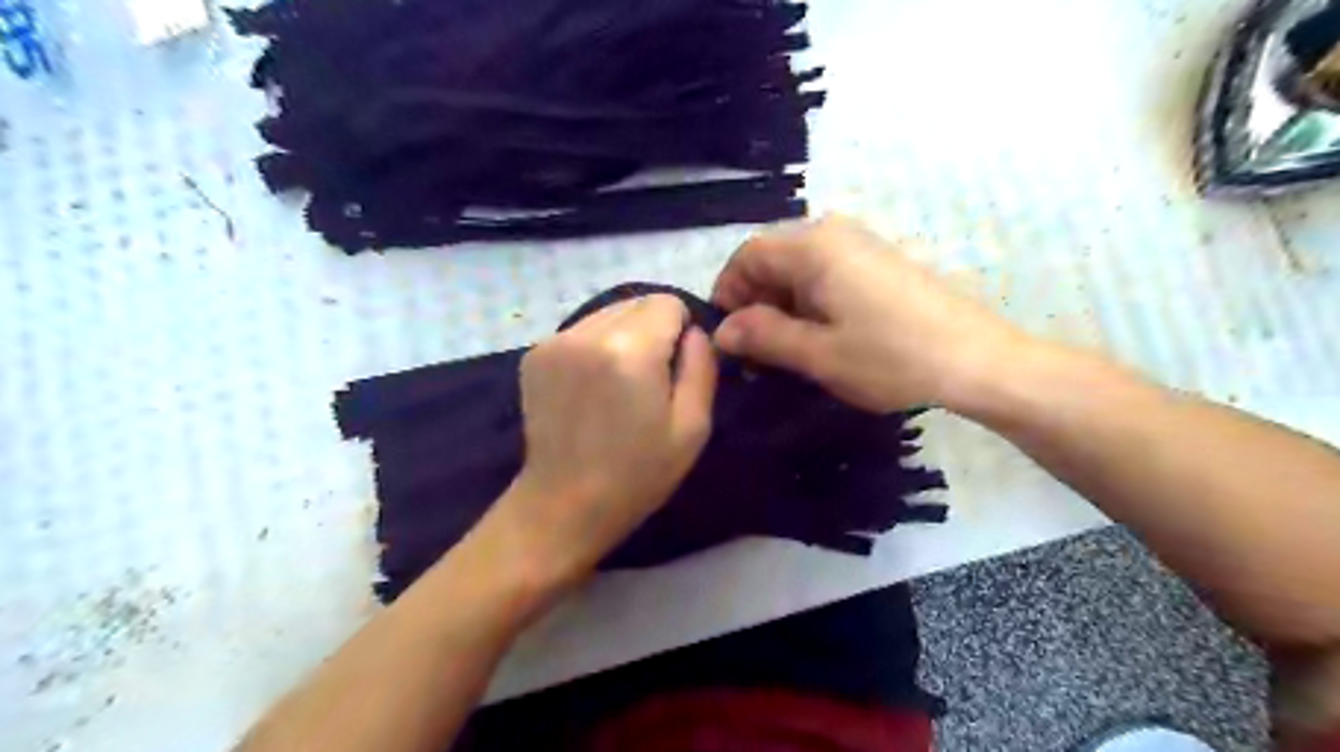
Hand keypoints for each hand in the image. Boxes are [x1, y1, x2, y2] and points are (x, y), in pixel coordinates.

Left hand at [485, 295, 715, 585]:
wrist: (564, 504)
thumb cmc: (638, 473)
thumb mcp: (693, 427)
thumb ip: (702, 366)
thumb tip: (694, 332)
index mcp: (630, 351)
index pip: (668, 302)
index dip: (681, 331)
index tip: (675, 369)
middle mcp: (587, 333)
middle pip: (637, 302)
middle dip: (652, 331)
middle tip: (648, 380)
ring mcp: (554, 341)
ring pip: (608, 313)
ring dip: (622, 336)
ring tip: (617, 384)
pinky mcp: (534, 354)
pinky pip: (581, 330)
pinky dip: (595, 347)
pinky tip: (591, 388)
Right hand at [718, 215, 1027, 414]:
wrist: (978, 360)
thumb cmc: (891, 357)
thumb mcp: (818, 354)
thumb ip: (763, 336)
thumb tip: (722, 330)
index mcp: (813, 247)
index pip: (747, 254)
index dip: (728, 291)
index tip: (726, 334)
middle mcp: (834, 233)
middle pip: (773, 257)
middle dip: (755, 301)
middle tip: (754, 350)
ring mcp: (862, 245)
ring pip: (800, 267)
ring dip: (782, 304)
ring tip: (786, 349)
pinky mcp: (881, 262)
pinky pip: (828, 273)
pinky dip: (811, 301)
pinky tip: (822, 336)